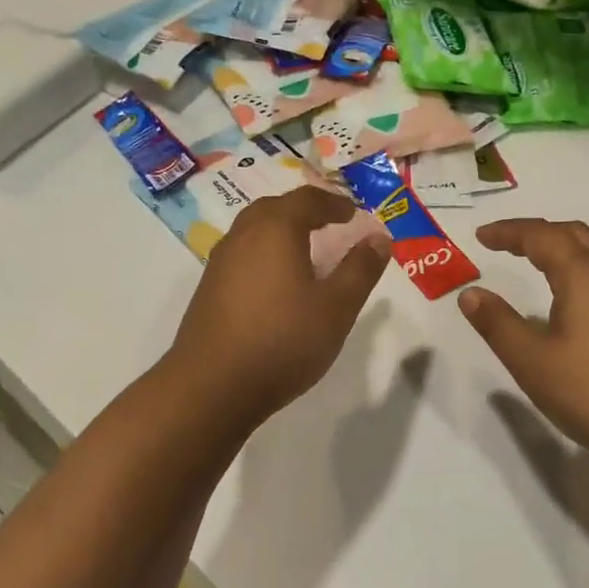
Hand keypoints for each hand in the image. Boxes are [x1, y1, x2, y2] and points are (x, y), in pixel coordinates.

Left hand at [167, 187, 390, 426]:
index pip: (307, 199)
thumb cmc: (283, 340)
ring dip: (282, 231)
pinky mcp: (209, 290)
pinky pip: (243, 255)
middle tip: (330, 224)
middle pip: (275, 208)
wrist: (212, 388)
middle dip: (305, 211)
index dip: (334, 203)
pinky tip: (278, 284)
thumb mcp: (337, 307)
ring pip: (254, 231)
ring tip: (307, 252)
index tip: (354, 214)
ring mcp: (220, 263)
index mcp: (275, 230)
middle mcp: (243, 236)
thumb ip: (361, 269)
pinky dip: (265, 254)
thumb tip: (379, 238)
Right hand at [460, 219, 588, 470]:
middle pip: (574, 233)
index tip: (482, 236)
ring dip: (568, 242)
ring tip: (546, 258)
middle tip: (507, 243)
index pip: (541, 236)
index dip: (509, 232)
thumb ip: (498, 324)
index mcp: (584, 274)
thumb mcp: (533, 362)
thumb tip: (471, 294)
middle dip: (537, 232)